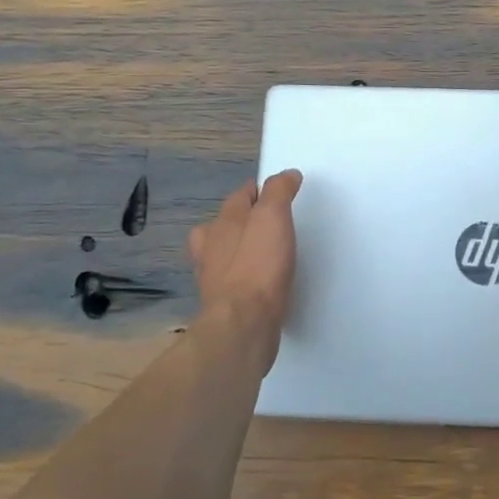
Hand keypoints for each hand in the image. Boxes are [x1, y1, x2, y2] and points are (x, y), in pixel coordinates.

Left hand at [187, 170, 303, 371]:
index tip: (279, 192)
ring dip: (240, 251)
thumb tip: (286, 174)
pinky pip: (234, 282)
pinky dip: (245, 278)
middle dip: (242, 221)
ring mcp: (213, 278)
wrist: (244, 324)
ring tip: (264, 253)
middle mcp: (211, 247)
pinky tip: (261, 284)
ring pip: (224, 255)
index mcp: (222, 223)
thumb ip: (279, 192)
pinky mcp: (224, 305)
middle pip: (224, 225)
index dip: (259, 190)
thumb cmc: (258, 265)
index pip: (240, 196)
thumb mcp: (272, 217)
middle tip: (269, 223)